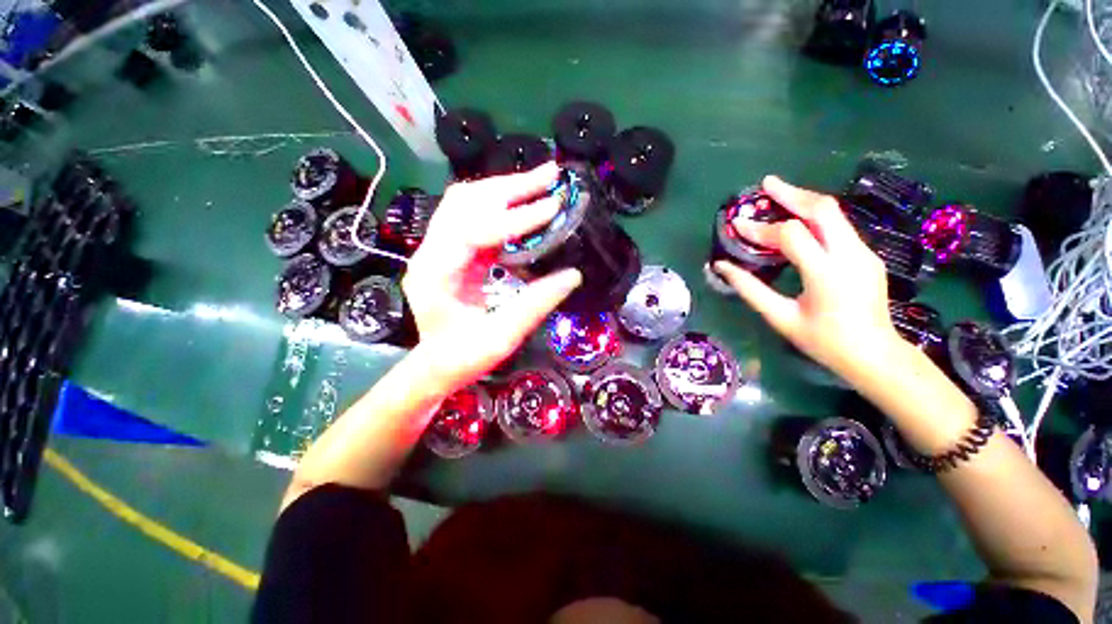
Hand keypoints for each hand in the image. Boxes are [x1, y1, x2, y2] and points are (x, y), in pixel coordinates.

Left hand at [403, 162, 581, 390]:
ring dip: (506, 189)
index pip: (473, 230)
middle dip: (511, 187)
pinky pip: (475, 216)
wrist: (436, 365)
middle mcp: (430, 252)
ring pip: (468, 202)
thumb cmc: (463, 357)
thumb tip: (573, 275)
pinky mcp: (451, 250)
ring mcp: (438, 247)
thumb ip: (535, 305)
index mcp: (435, 274)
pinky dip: (502, 205)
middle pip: (466, 202)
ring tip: (541, 181)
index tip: (552, 209)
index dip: (514, 219)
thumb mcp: (502, 338)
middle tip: (550, 175)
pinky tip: (524, 203)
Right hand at [713, 176, 901, 382]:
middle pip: (822, 210)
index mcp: (826, 274)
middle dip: (792, 194)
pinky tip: (798, 220)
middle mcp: (850, 255)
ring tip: (779, 194)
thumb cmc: (823, 342)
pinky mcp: (867, 255)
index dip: (761, 228)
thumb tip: (721, 266)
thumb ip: (750, 289)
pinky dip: (815, 216)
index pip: (791, 236)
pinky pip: (839, 226)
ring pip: (835, 213)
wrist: (875, 355)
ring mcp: (863, 253)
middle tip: (766, 184)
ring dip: (804, 200)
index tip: (737, 226)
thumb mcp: (780, 318)